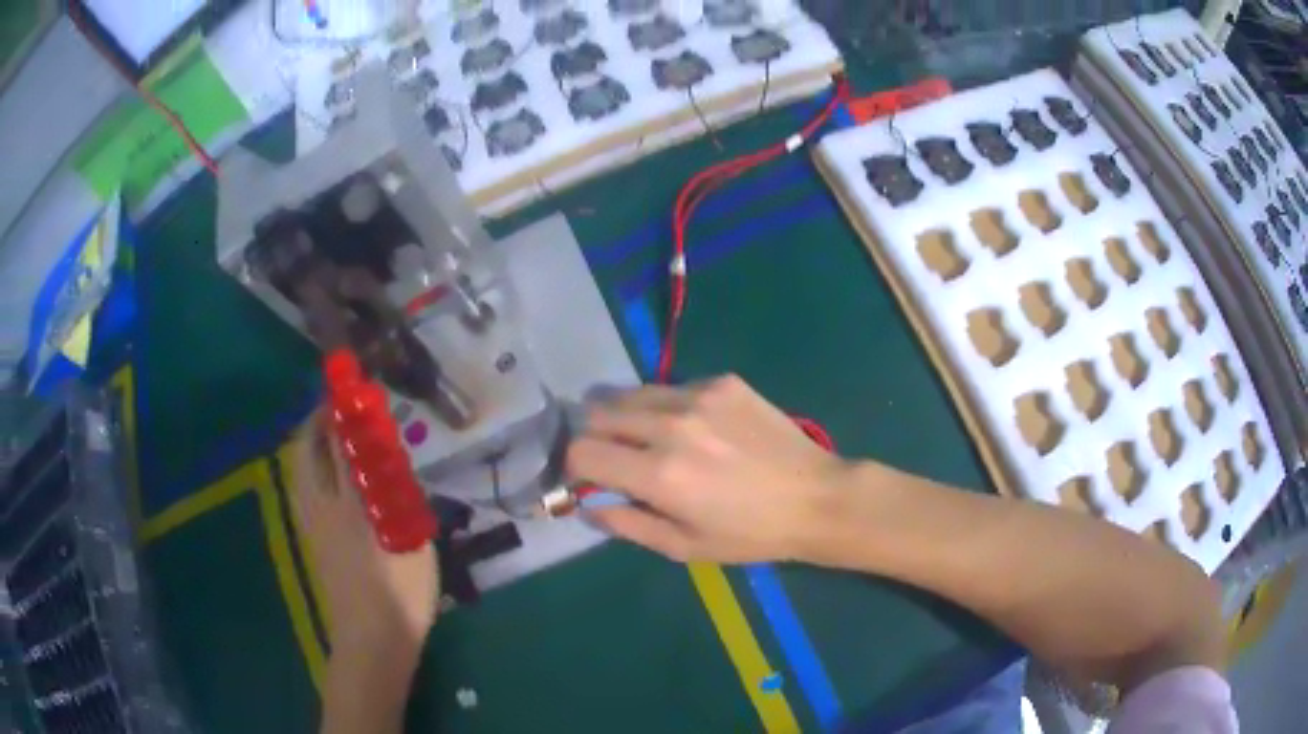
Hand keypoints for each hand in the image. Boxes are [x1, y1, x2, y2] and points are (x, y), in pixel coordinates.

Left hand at [289, 410, 438, 664]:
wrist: (371, 639)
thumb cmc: (400, 593)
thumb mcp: (413, 542)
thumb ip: (401, 499)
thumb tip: (393, 467)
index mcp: (350, 505)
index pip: (340, 445)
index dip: (344, 413)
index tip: (351, 388)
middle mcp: (322, 508)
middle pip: (306, 452)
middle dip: (316, 422)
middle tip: (336, 408)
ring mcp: (312, 525)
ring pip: (299, 470)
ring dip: (310, 443)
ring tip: (330, 434)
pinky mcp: (311, 540)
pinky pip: (303, 487)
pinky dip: (310, 467)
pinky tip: (328, 475)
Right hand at [566, 375, 848, 563]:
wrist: (815, 498)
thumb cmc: (749, 535)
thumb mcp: (683, 547)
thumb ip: (626, 524)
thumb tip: (587, 504)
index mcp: (659, 474)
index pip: (581, 451)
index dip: (574, 466)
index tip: (587, 477)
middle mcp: (670, 425)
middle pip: (596, 412)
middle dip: (593, 435)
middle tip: (613, 456)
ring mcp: (699, 396)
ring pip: (630, 393)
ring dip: (625, 416)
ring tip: (649, 439)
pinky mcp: (722, 381)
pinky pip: (671, 387)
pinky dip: (667, 407)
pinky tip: (696, 428)